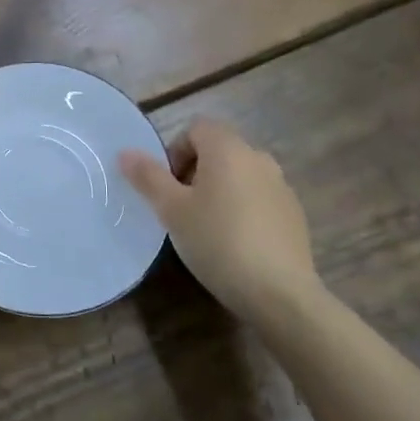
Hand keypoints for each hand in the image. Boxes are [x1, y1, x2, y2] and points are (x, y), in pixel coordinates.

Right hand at [118, 117, 318, 314]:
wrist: (279, 293)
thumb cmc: (217, 241)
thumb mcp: (172, 210)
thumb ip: (148, 177)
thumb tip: (125, 152)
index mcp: (228, 149)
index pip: (196, 128)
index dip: (175, 151)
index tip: (168, 185)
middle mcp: (259, 158)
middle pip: (219, 150)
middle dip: (195, 171)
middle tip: (180, 208)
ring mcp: (281, 186)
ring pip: (239, 175)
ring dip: (219, 190)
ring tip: (206, 227)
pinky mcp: (294, 214)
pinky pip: (259, 198)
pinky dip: (242, 209)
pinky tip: (234, 243)